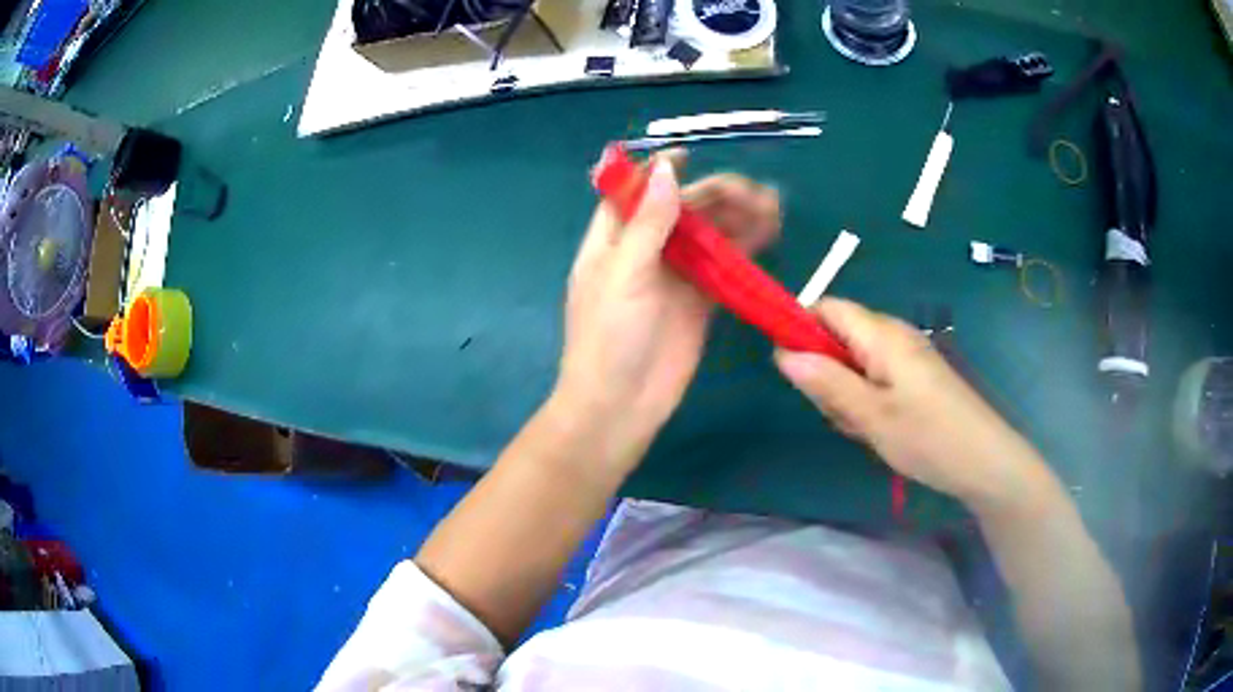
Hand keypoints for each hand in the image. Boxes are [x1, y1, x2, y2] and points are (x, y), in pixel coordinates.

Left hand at [555, 154, 778, 470]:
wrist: (620, 407)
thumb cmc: (609, 338)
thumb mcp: (624, 275)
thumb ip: (647, 223)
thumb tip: (667, 169)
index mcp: (612, 240)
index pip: (634, 194)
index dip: (660, 172)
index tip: (690, 155)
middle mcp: (644, 252)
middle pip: (682, 211)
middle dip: (717, 196)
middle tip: (756, 193)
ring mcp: (674, 277)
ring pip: (708, 236)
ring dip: (738, 218)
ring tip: (773, 207)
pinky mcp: (699, 302)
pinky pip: (724, 267)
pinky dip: (745, 250)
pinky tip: (769, 235)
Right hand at [773, 298, 1048, 508]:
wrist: (985, 462)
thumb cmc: (928, 437)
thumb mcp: (871, 416)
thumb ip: (827, 383)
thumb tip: (782, 353)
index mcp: (882, 334)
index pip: (828, 307)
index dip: (800, 326)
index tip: (788, 367)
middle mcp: (894, 335)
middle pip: (839, 335)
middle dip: (826, 372)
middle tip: (837, 413)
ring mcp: (908, 357)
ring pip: (856, 362)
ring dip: (846, 393)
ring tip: (863, 429)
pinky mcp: (916, 378)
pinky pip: (876, 378)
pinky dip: (867, 401)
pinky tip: (879, 430)